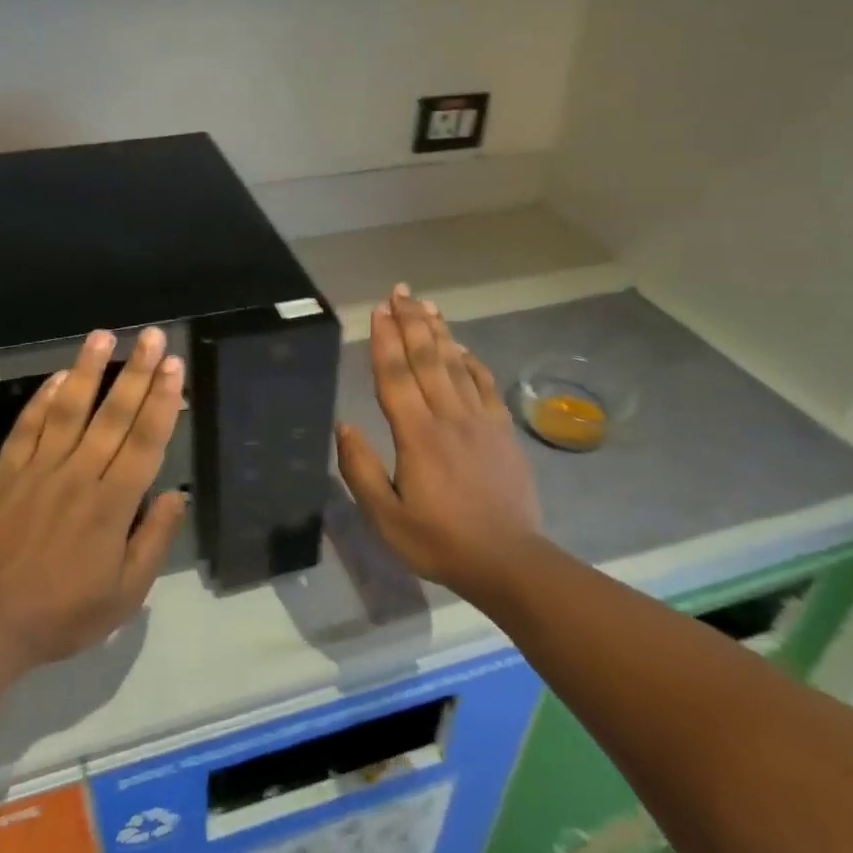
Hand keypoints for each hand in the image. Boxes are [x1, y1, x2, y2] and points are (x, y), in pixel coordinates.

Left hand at [0, 327, 186, 673]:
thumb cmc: (64, 613)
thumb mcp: (126, 593)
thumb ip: (154, 540)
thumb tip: (177, 495)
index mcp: (113, 504)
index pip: (146, 441)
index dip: (163, 400)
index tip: (174, 366)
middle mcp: (80, 475)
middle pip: (114, 415)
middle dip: (136, 372)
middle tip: (152, 335)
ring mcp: (39, 470)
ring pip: (68, 410)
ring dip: (87, 370)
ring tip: (102, 336)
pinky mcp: (7, 473)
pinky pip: (27, 428)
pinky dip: (42, 400)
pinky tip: (57, 376)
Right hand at [335, 286, 544, 598]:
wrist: (508, 561)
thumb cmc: (439, 542)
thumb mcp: (386, 517)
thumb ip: (361, 470)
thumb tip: (344, 426)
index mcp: (417, 436)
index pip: (395, 377)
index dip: (385, 340)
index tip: (378, 310)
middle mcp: (449, 418)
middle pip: (427, 359)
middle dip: (411, 322)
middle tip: (401, 292)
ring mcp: (480, 421)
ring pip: (457, 365)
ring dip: (440, 332)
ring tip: (427, 305)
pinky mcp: (502, 431)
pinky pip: (485, 385)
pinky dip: (473, 361)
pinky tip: (463, 347)